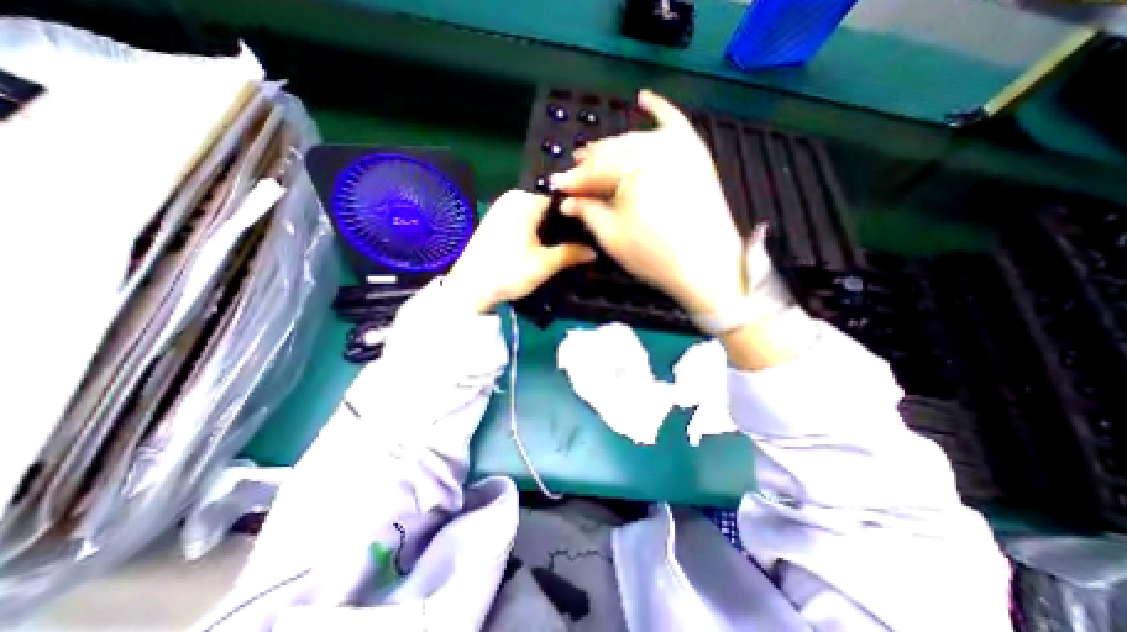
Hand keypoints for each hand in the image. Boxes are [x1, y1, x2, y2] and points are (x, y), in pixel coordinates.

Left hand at [445, 190, 596, 313]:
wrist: (469, 288)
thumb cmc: (508, 272)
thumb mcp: (545, 264)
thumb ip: (571, 253)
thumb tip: (593, 252)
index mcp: (525, 200)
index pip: (561, 197)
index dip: (578, 212)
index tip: (591, 228)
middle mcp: (512, 197)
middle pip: (548, 204)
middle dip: (565, 221)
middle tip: (582, 239)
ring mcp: (502, 209)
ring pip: (537, 212)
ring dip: (551, 227)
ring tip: (568, 244)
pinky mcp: (495, 222)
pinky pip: (524, 219)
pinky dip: (537, 230)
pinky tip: (546, 245)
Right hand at [550, 88, 744, 315]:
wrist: (707, 266)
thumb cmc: (653, 255)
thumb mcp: (612, 236)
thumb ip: (587, 212)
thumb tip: (567, 201)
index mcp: (630, 169)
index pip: (593, 171)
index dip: (573, 181)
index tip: (556, 187)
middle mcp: (653, 148)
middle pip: (612, 153)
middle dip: (589, 165)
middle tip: (573, 174)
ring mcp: (678, 146)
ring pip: (635, 141)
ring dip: (612, 148)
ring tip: (594, 157)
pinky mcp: (695, 153)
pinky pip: (674, 123)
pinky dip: (659, 109)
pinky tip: (644, 98)